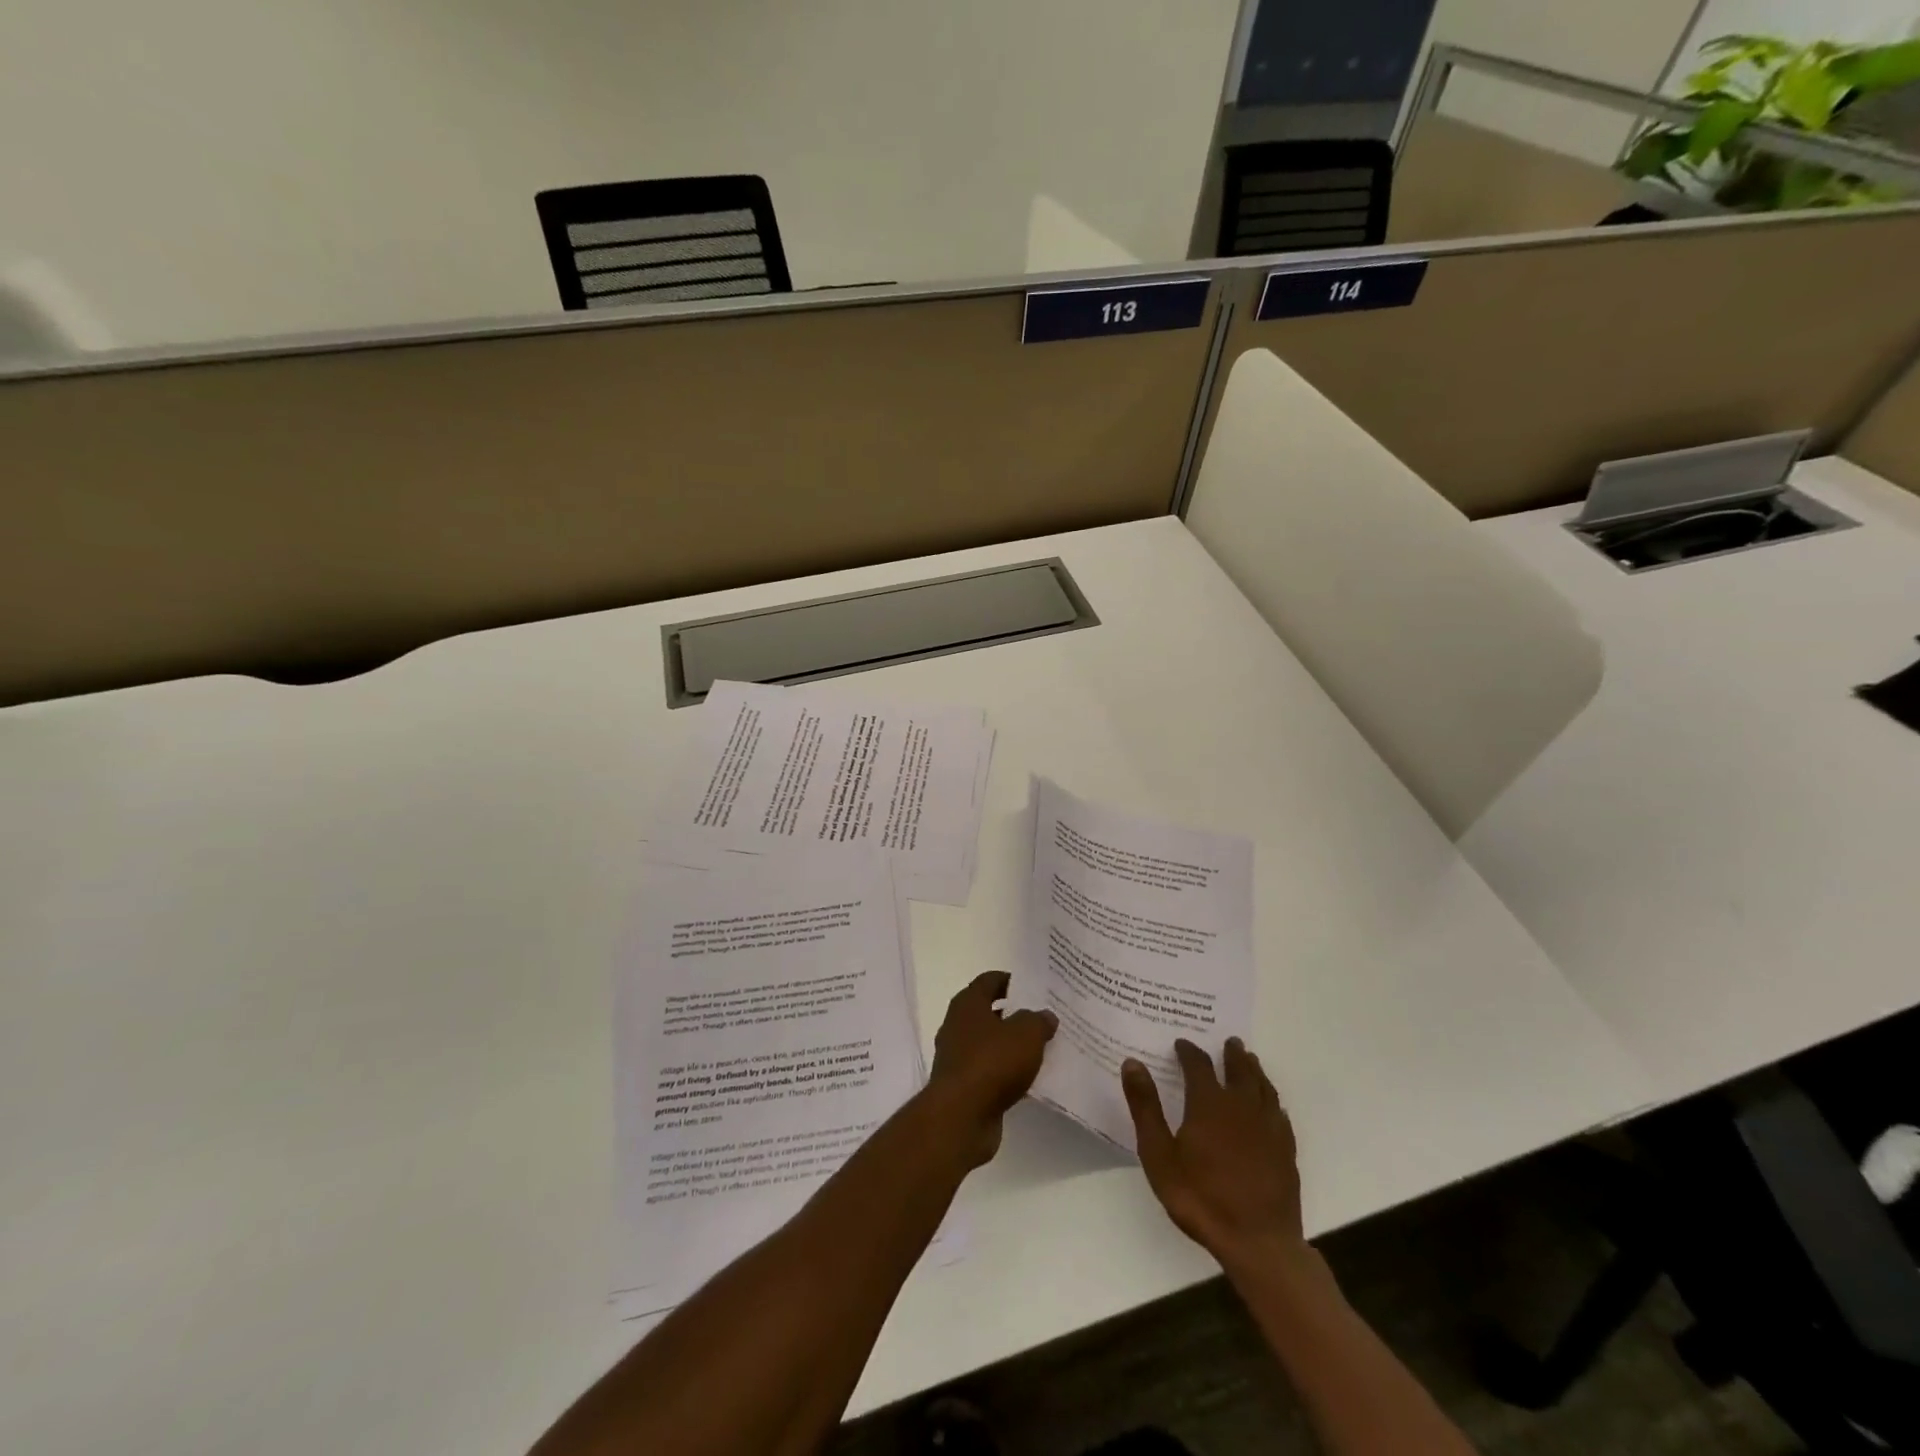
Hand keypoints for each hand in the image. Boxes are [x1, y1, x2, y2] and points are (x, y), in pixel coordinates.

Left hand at [925, 972, 1056, 1166]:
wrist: (961, 1116)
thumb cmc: (992, 1062)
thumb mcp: (1026, 1034)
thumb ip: (1038, 1020)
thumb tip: (1046, 1016)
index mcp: (968, 1004)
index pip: (989, 980)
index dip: (1011, 981)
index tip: (1034, 987)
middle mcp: (957, 1025)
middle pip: (989, 1012)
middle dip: (1014, 1014)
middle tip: (1043, 1017)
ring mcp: (958, 1057)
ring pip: (990, 1043)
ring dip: (1011, 1045)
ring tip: (1041, 1048)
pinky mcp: (963, 1086)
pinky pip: (990, 1070)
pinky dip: (1007, 1072)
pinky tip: (1029, 1078)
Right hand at [1122, 1038, 1305, 1270]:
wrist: (1258, 1242)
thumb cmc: (1200, 1197)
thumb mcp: (1159, 1154)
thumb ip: (1145, 1107)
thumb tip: (1132, 1063)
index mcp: (1209, 1103)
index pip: (1199, 1064)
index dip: (1189, 1051)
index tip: (1182, 1044)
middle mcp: (1241, 1106)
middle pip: (1239, 1069)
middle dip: (1232, 1053)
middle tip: (1229, 1041)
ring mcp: (1268, 1127)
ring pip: (1263, 1087)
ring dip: (1255, 1070)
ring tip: (1250, 1061)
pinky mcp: (1285, 1150)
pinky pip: (1279, 1113)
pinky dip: (1272, 1100)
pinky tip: (1271, 1105)